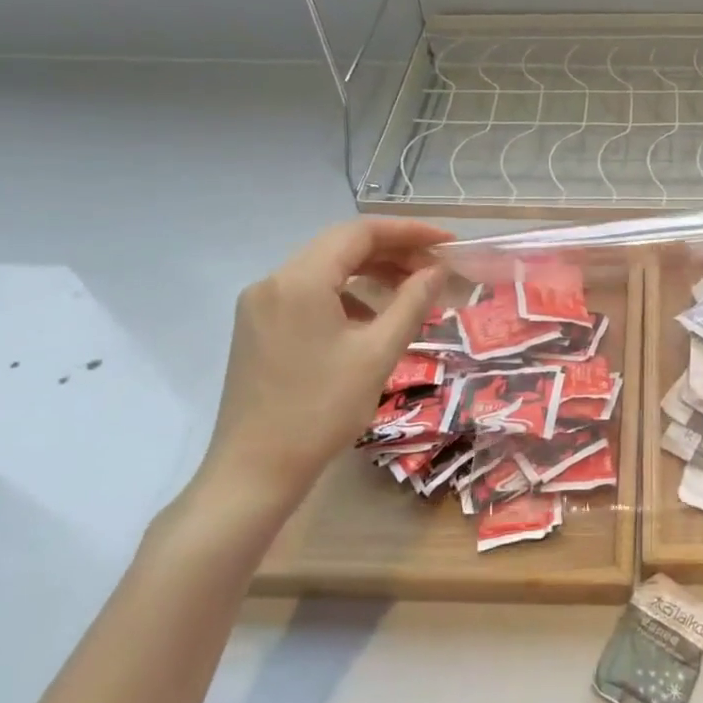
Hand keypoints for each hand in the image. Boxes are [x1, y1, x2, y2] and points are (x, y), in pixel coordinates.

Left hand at [194, 218, 453, 525]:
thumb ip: (412, 303)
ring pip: (325, 270)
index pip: (360, 232)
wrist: (254, 470)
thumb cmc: (321, 410)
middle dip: (393, 252)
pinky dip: (347, 296)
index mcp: (300, 281)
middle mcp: (273, 281)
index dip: (409, 231)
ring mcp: (260, 305)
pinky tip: (372, 320)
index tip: (448, 242)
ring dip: (371, 273)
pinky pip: (310, 294)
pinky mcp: (258, 327)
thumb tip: (437, 270)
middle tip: (437, 268)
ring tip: (413, 292)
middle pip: (341, 247)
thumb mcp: (378, 354)